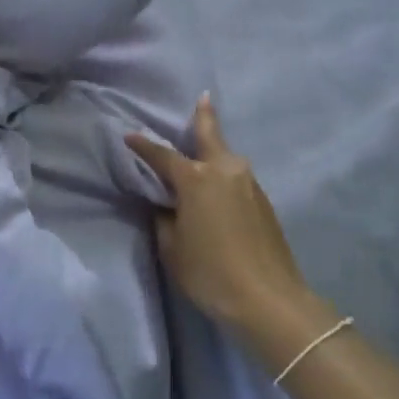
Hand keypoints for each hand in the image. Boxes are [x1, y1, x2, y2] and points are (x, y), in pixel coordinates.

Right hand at [126, 95, 315, 334]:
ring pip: (227, 158)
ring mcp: (249, 184)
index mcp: (196, 179)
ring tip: (205, 147)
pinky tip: (220, 188)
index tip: (130, 136)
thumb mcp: (172, 248)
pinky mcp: (264, 202)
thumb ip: (165, 219)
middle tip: (204, 97)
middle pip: (210, 135)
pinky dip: (225, 175)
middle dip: (204, 116)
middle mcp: (225, 170)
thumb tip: (168, 205)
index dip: (143, 146)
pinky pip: (238, 178)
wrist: (269, 300)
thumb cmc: (210, 272)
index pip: (162, 156)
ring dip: (215, 150)